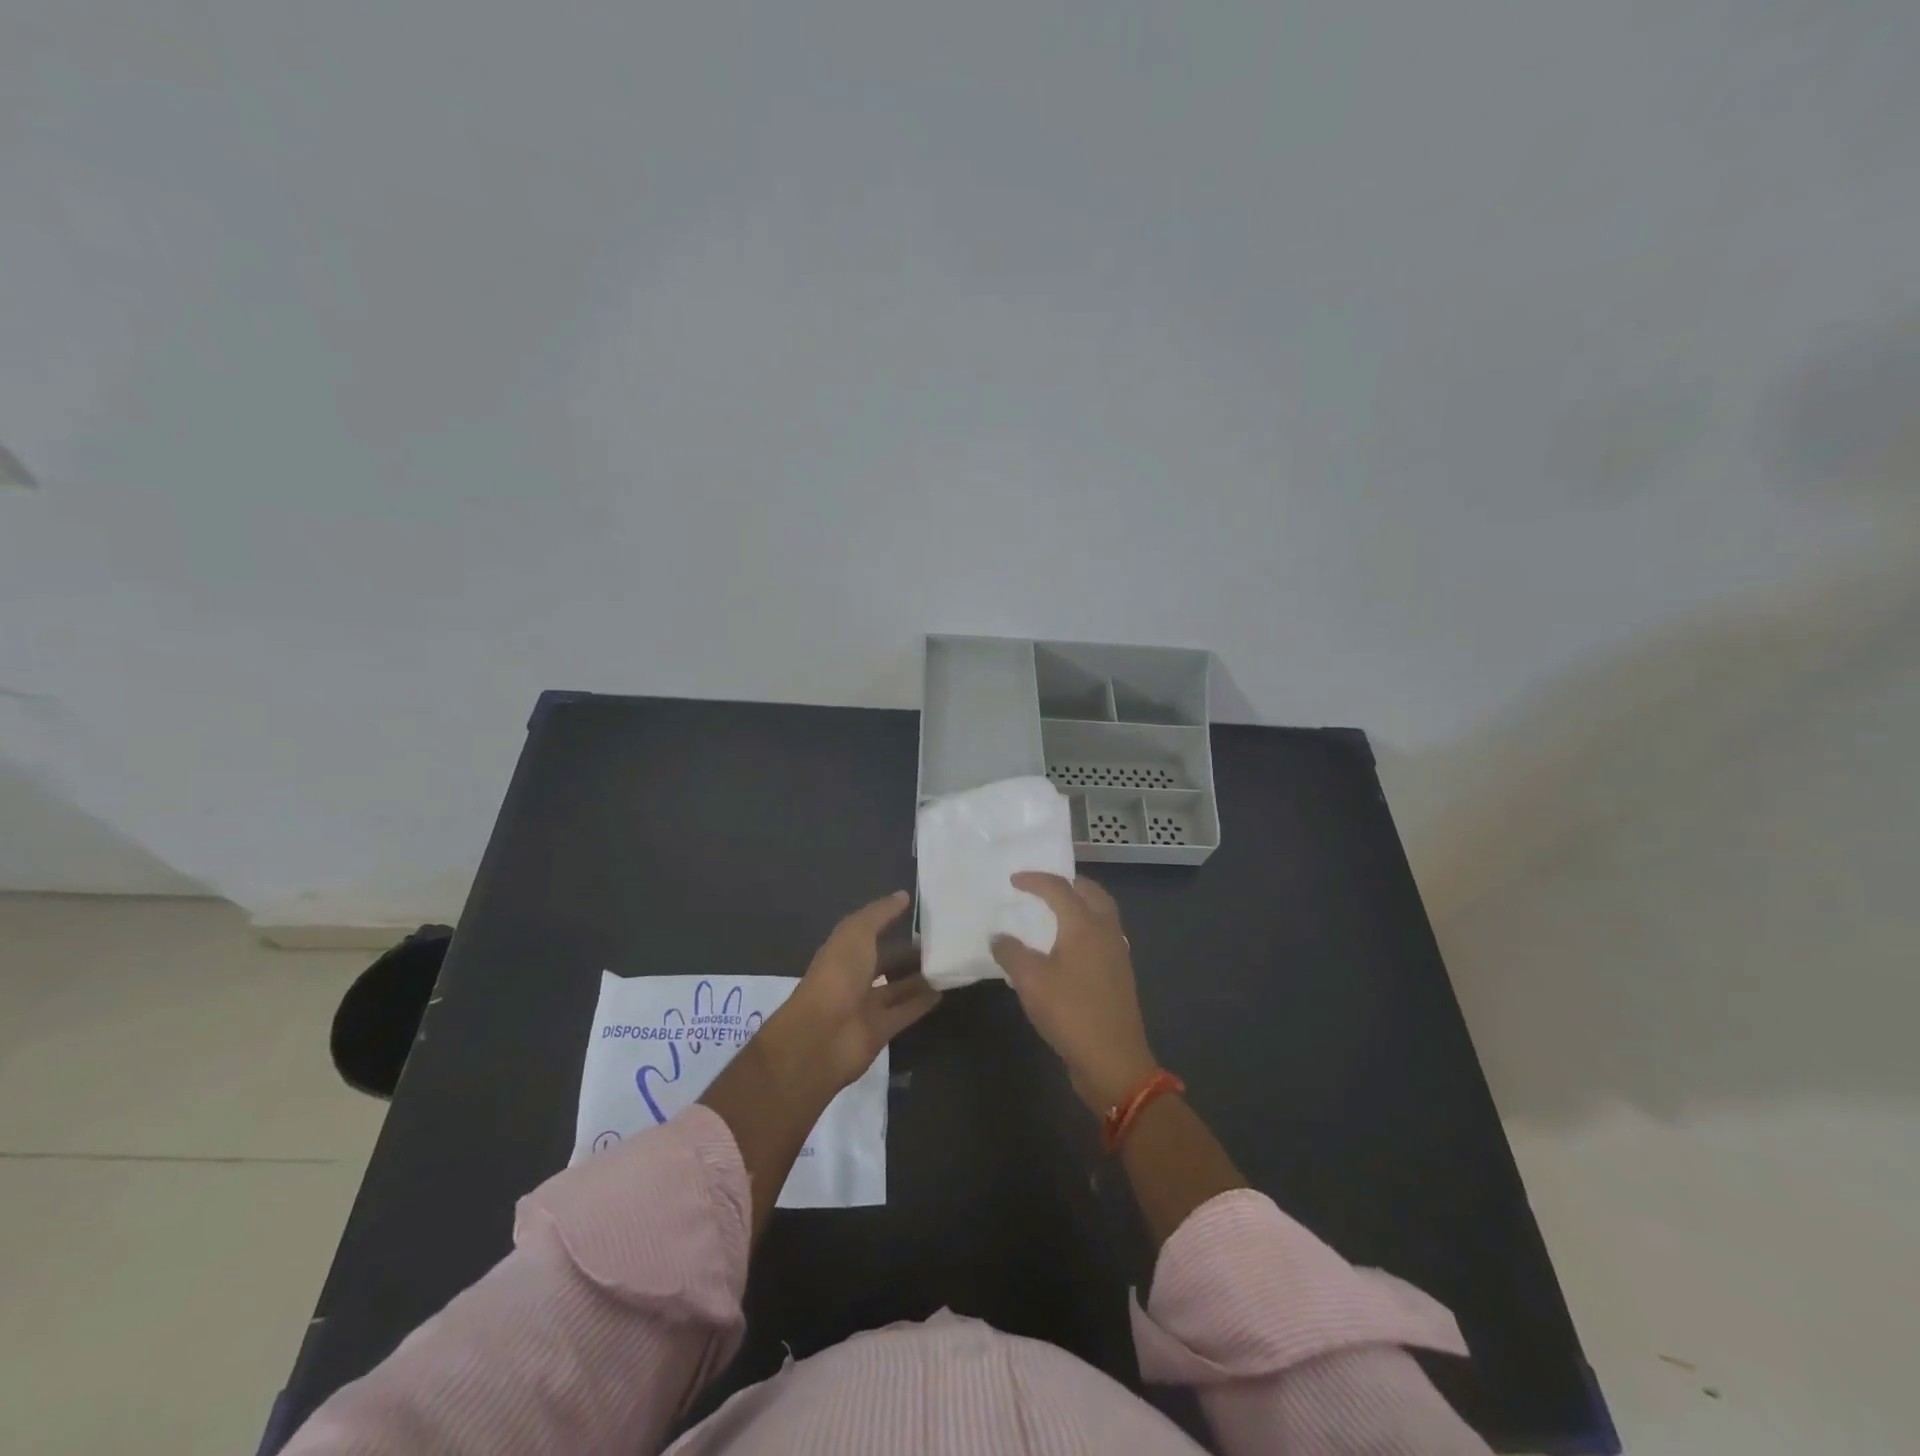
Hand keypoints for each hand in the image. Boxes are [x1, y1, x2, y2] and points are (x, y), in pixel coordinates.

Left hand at [767, 891, 941, 1090]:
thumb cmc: (837, 975)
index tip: (923, 915)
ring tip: (949, 964)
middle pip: (887, 962)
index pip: (872, 933)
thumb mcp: (857, 933)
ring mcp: (866, 1006)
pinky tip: (943, 991)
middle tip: (944, 942)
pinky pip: (905, 1012)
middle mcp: (854, 977)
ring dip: (920, 978)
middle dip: (910, 953)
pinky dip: (922, 1003)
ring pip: (898, 988)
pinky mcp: (880, 1031)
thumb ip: (880, 914)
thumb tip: (903, 895)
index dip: (892, 923)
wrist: (821, 1036)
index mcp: (844, 951)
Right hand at [991, 874, 1159, 1114]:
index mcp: (1084, 924)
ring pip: (1101, 912)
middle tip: (1043, 886)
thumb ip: (1010, 952)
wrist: (1113, 1061)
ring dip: (1080, 903)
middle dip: (1067, 883)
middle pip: (1091, 892)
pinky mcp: (1119, 974)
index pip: (1059, 888)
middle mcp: (1106, 930)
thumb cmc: (1070, 1012)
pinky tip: (1068, 945)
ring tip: (1055, 911)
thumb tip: (998, 937)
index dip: (1035, 880)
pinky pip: (1103, 933)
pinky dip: (1086, 925)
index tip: (1013, 880)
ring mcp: (1117, 953)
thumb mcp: (1030, 981)